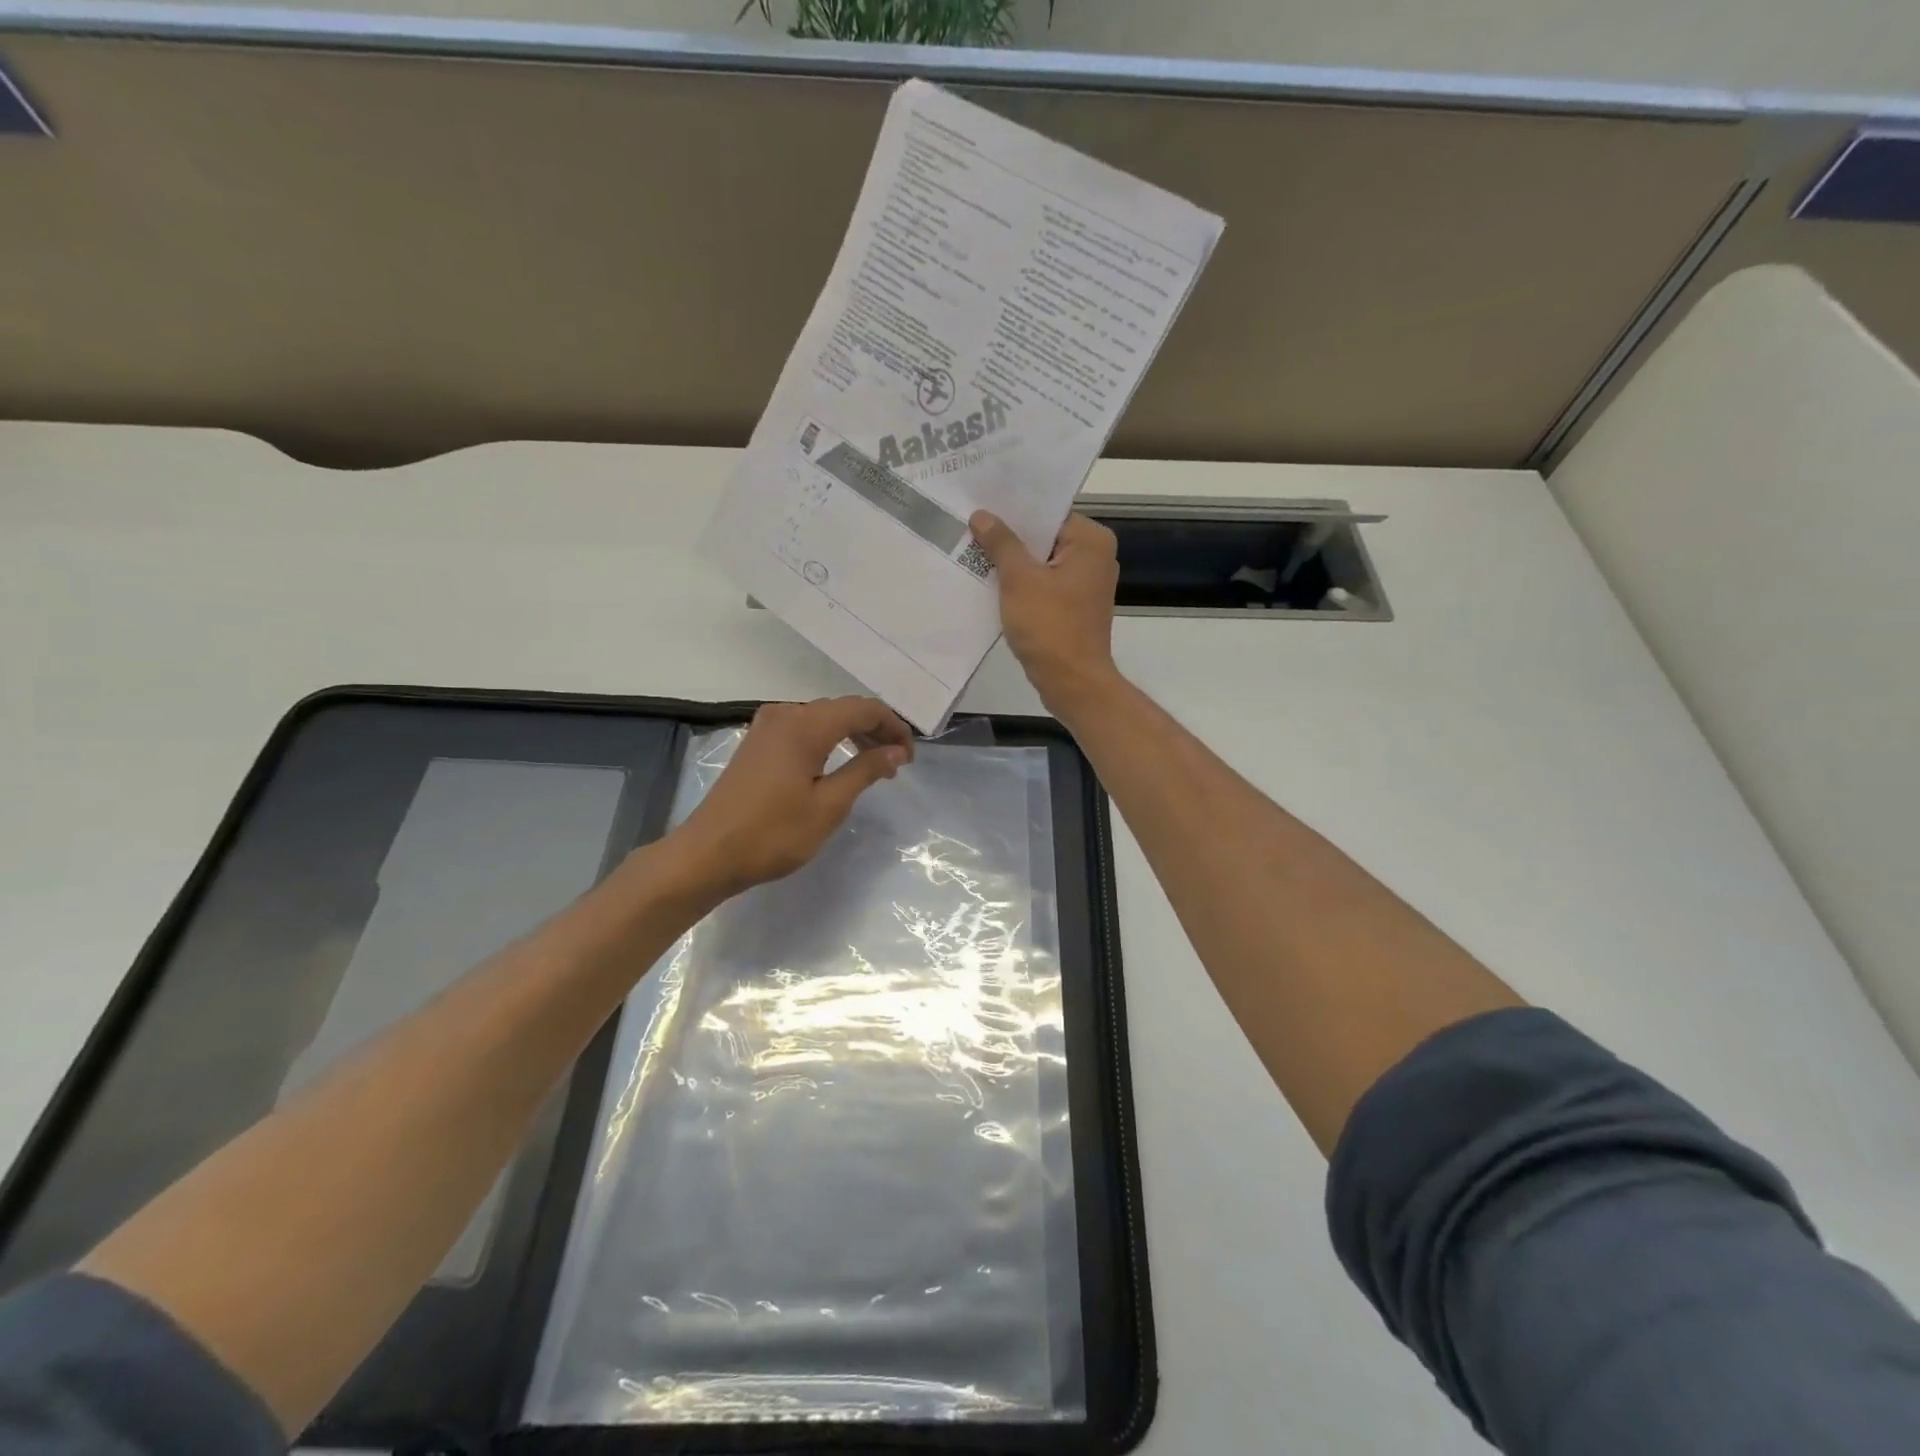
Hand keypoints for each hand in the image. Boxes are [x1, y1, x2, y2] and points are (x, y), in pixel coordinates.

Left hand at [672, 696, 914, 898]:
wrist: (708, 854)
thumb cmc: (773, 833)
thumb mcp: (829, 805)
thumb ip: (866, 770)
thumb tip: (896, 750)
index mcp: (805, 724)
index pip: (863, 708)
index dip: (893, 727)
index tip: (909, 757)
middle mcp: (785, 714)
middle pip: (843, 708)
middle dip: (875, 730)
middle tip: (897, 763)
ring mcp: (767, 726)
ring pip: (823, 717)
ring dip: (852, 735)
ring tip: (874, 765)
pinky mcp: (757, 743)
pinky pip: (803, 728)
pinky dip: (828, 740)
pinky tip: (837, 764)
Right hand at [970, 510, 1120, 713]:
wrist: (1071, 682)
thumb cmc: (1049, 626)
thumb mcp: (1019, 579)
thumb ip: (1001, 543)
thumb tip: (982, 515)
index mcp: (1091, 541)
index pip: (1048, 513)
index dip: (1014, 511)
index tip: (981, 506)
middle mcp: (1095, 557)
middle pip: (1045, 537)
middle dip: (1010, 537)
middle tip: (970, 527)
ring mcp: (1087, 584)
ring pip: (1042, 562)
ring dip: (1013, 562)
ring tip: (974, 551)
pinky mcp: (1075, 607)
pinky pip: (1044, 584)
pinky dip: (1022, 584)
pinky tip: (991, 583)